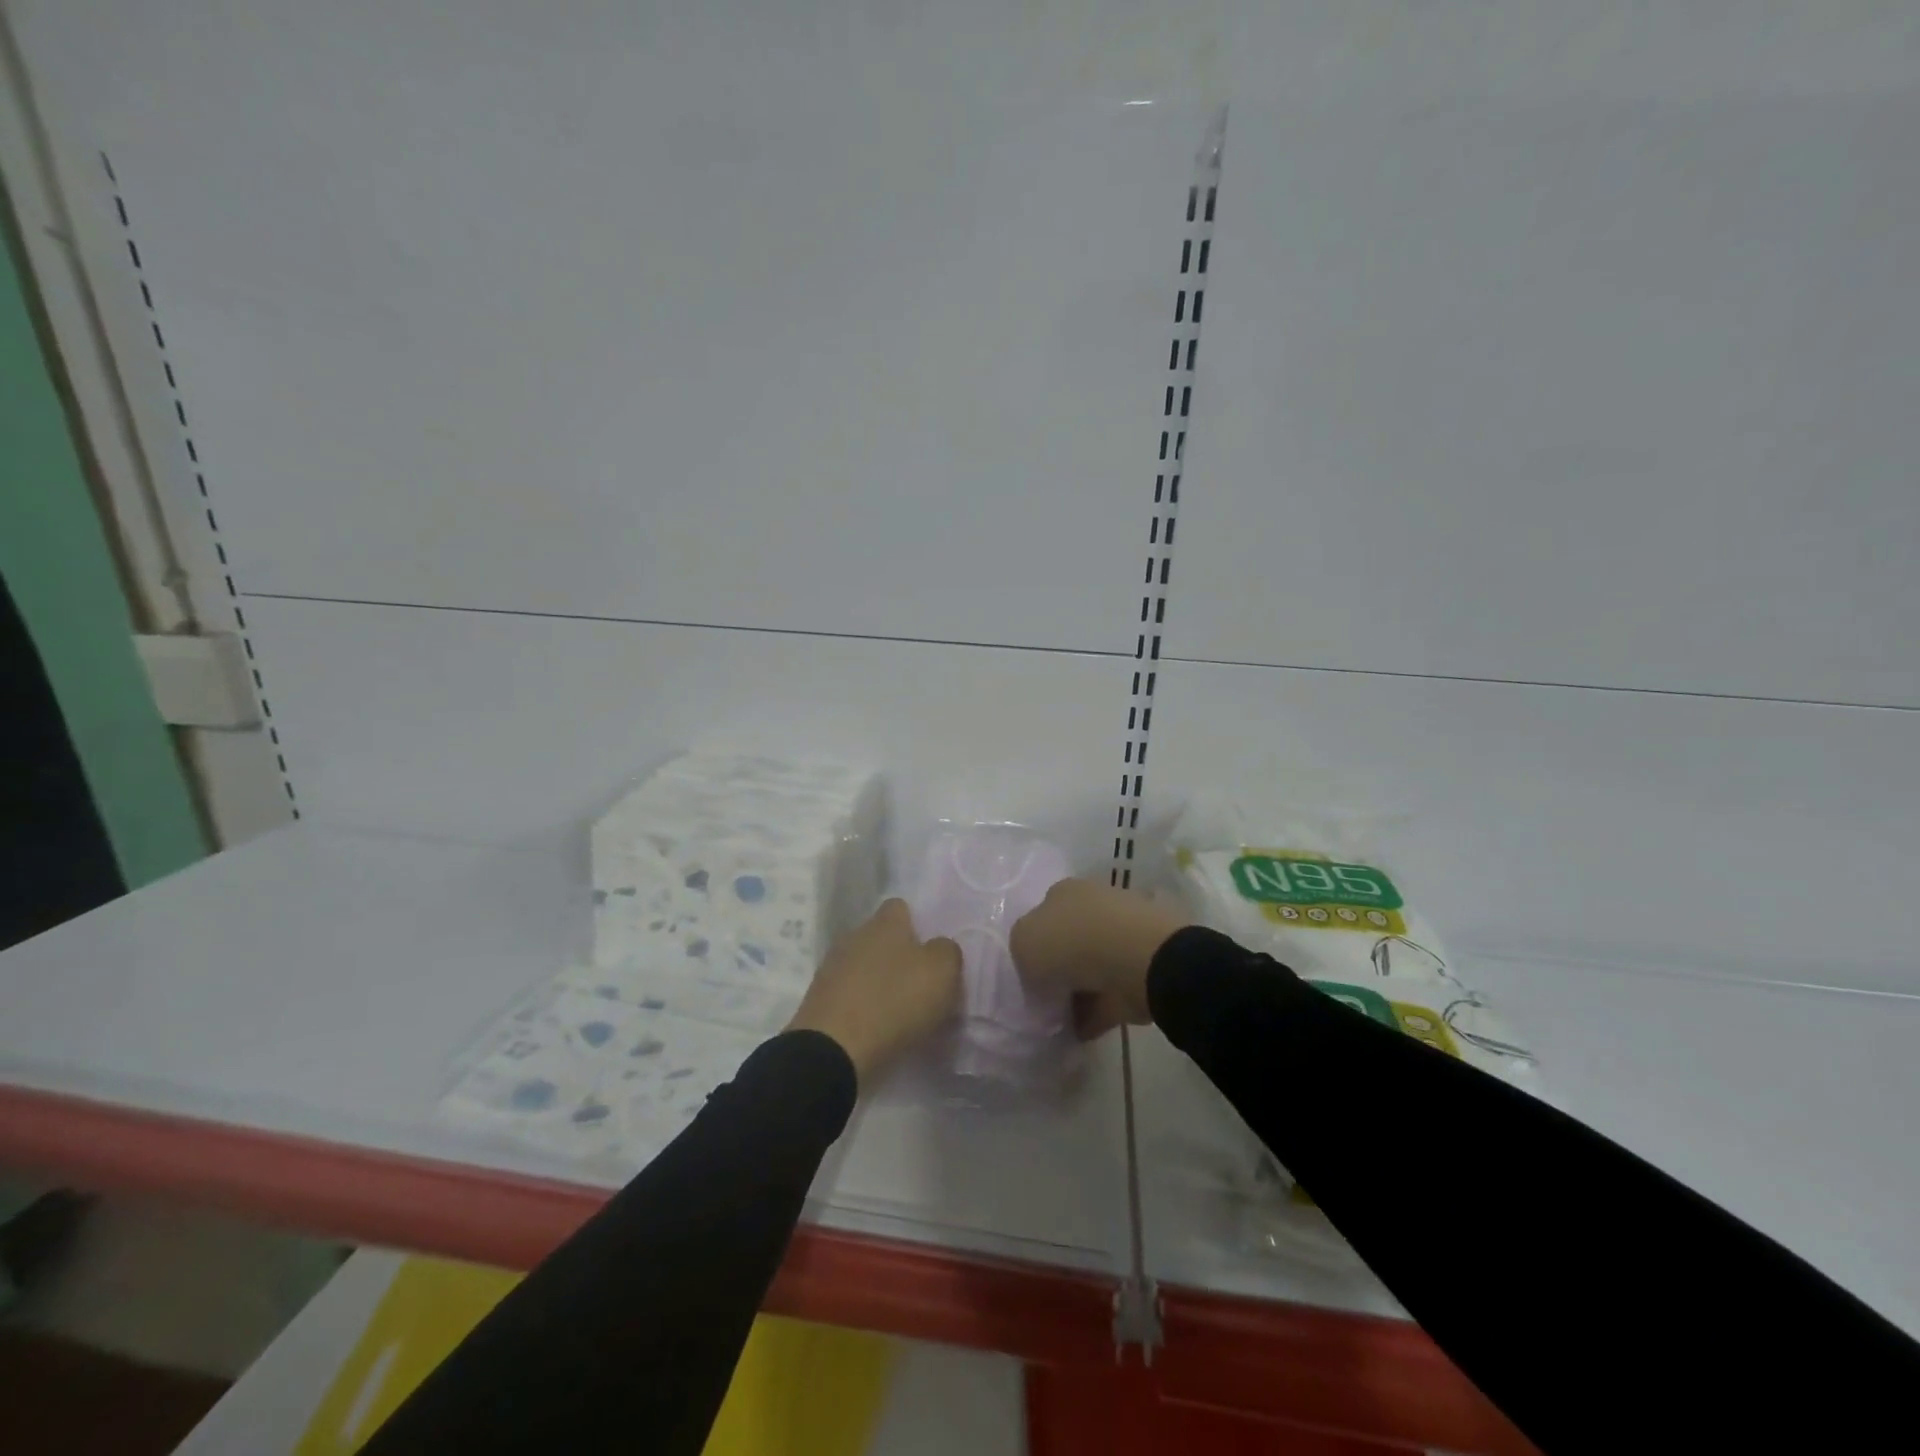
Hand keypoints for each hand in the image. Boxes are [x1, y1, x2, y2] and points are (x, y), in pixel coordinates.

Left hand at [785, 899, 961, 1085]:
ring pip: (863, 965)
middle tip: (919, 984)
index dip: (918, 924)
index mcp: (885, 923)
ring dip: (878, 982)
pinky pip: (848, 994)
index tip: (932, 951)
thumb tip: (939, 948)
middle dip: (898, 956)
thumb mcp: (942, 973)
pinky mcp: (818, 999)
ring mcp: (832, 967)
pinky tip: (875, 1027)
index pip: (901, 907)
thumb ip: (947, 951)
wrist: (834, 1050)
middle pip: (881, 938)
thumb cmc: (895, 1001)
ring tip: (898, 1010)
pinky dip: (861, 1006)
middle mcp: (855, 935)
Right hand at [1010, 879, 1189, 1039]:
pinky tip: (1081, 1032)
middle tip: (1045, 1000)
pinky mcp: (1141, 969)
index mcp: (1063, 892)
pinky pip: (1110, 994)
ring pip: (1091, 968)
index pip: (1043, 915)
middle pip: (1069, 941)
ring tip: (1060, 1022)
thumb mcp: (1023, 943)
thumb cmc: (1071, 942)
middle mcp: (1093, 906)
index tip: (1030, 975)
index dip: (1035, 945)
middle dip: (1058, 970)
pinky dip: (1096, 1012)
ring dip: (1078, 993)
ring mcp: (1121, 937)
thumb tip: (1040, 972)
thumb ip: (1024, 955)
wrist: (1135, 959)